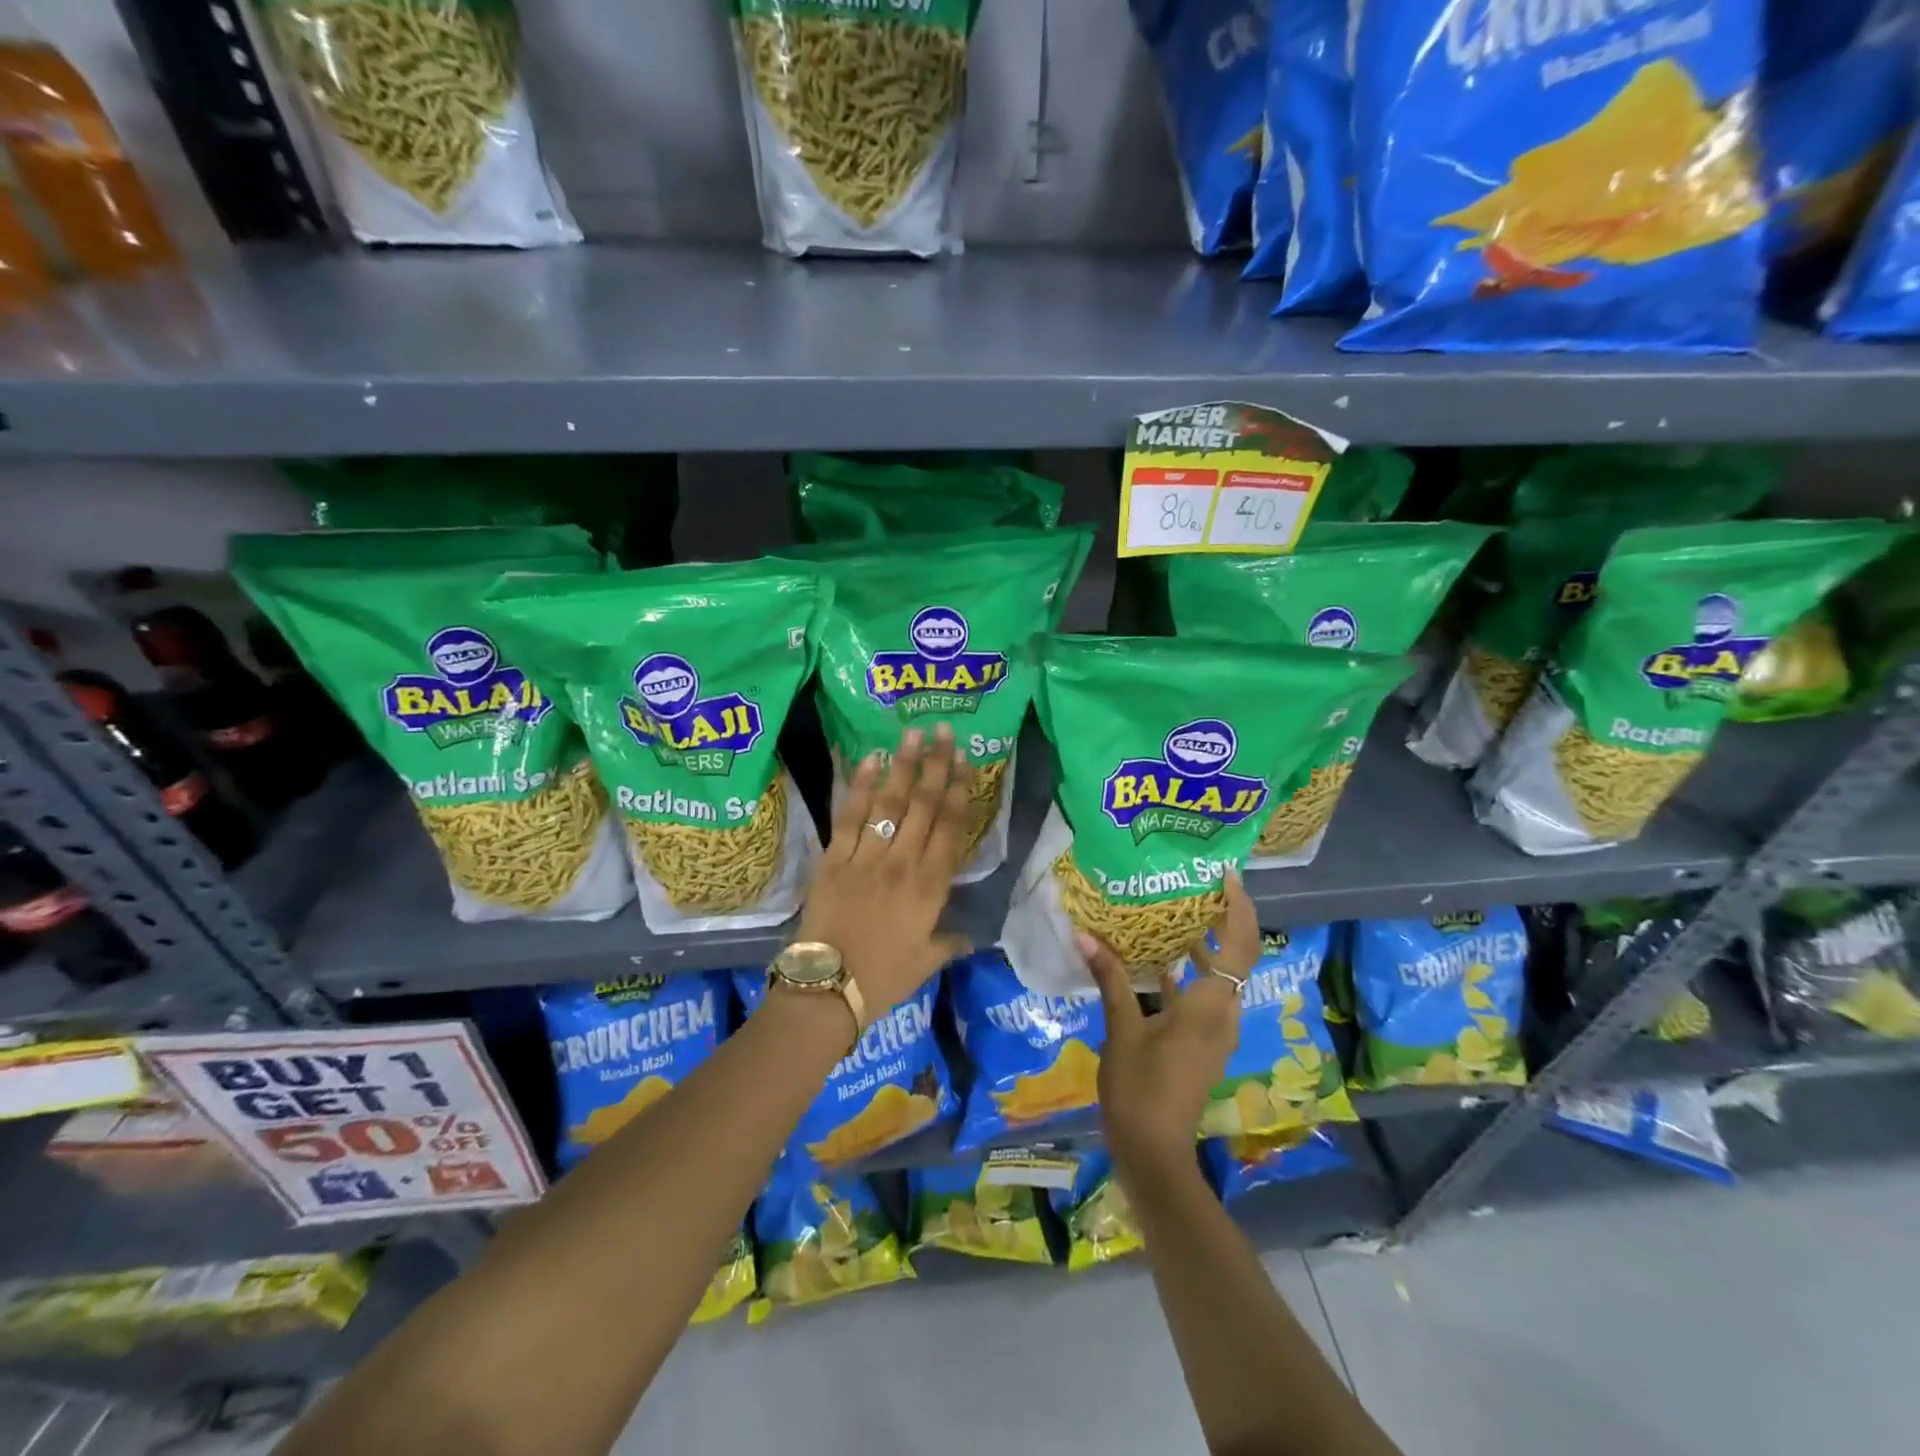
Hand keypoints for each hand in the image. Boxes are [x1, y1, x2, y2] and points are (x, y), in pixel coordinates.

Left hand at [796, 724, 973, 1015]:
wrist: (829, 990)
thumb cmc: (884, 978)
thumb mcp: (927, 962)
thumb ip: (951, 942)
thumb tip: (971, 936)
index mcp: (931, 887)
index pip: (951, 827)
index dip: (959, 790)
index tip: (964, 760)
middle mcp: (904, 863)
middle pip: (924, 805)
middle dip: (936, 765)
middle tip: (943, 731)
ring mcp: (867, 857)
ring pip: (889, 803)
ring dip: (902, 766)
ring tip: (912, 734)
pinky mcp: (834, 858)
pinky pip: (848, 816)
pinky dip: (858, 786)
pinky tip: (868, 759)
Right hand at [1079, 870, 1259, 1179]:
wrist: (1154, 1153)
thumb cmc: (1140, 1089)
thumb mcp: (1122, 1030)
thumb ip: (1111, 980)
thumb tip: (1085, 935)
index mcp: (1209, 1007)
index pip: (1240, 947)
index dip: (1239, 910)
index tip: (1225, 877)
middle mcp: (1221, 1015)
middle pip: (1234, 958)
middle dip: (1220, 921)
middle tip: (1191, 888)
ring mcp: (1213, 1032)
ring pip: (1218, 978)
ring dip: (1203, 948)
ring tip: (1171, 917)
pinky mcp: (1200, 1044)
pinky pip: (1202, 997)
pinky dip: (1187, 975)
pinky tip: (1155, 965)